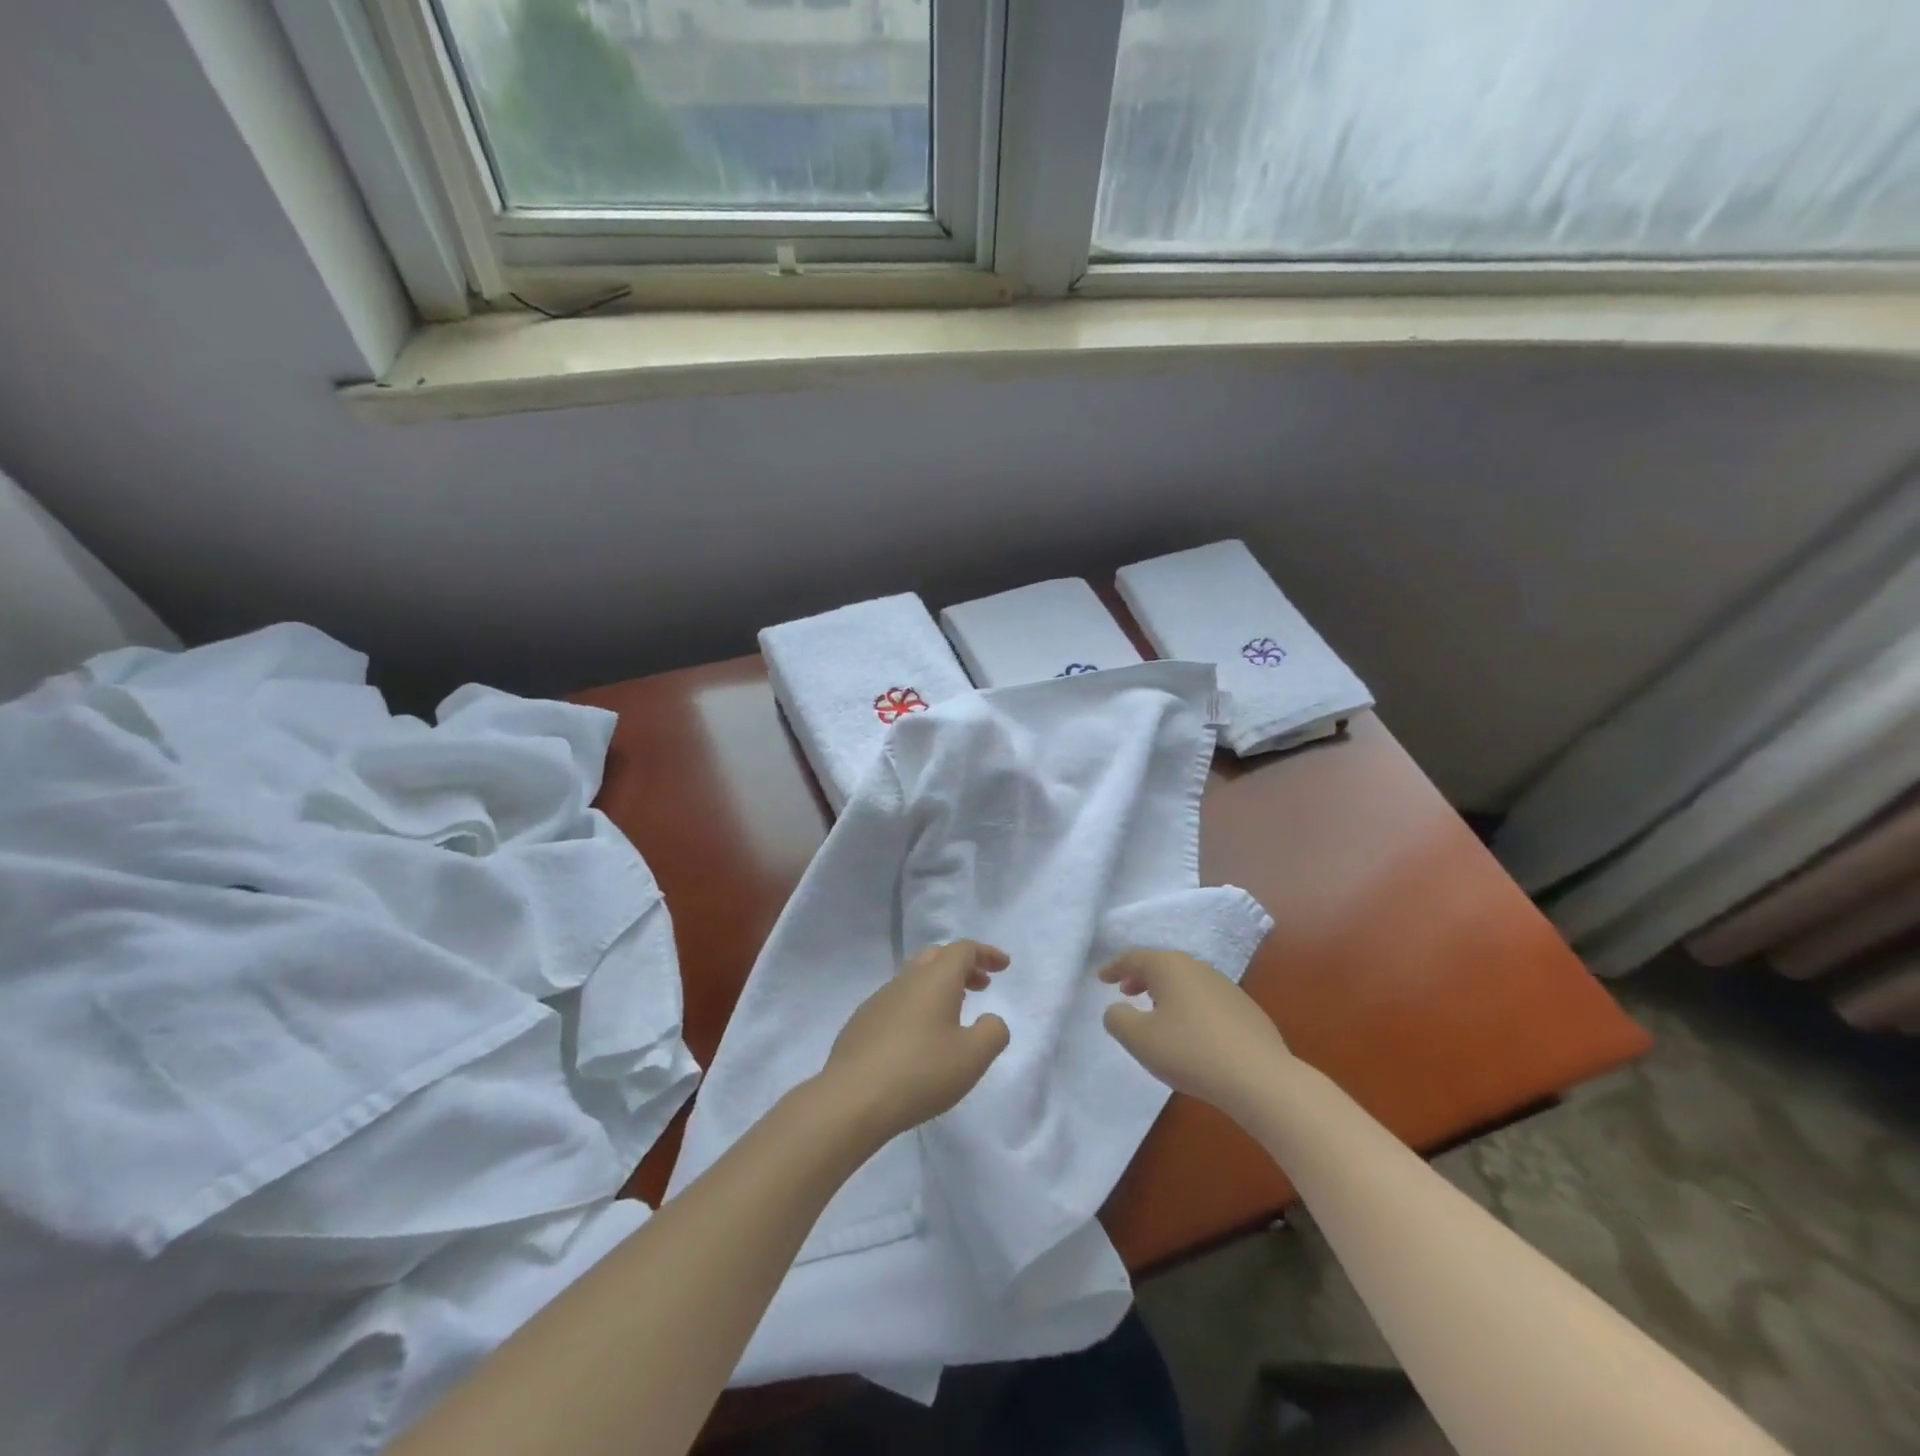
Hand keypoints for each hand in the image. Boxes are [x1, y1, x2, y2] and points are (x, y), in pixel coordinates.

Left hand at [816, 941, 1010, 1143]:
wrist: (852, 1099)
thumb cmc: (920, 1072)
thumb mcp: (972, 1057)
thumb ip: (993, 1032)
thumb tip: (991, 1020)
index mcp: (935, 979)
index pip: (963, 950)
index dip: (986, 954)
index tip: (1003, 966)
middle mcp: (906, 980)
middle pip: (937, 956)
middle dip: (963, 966)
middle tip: (982, 985)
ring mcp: (879, 1000)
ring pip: (914, 978)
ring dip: (939, 986)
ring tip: (955, 1010)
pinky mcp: (861, 1022)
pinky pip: (897, 1001)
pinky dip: (918, 1006)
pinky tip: (919, 1037)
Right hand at [1100, 949, 1291, 1120]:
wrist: (1259, 1078)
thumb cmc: (1190, 1052)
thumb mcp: (1139, 1039)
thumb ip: (1117, 1019)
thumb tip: (1117, 1009)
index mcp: (1170, 967)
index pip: (1135, 958)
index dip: (1115, 966)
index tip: (1101, 978)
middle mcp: (1198, 968)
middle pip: (1163, 965)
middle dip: (1141, 976)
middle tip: (1126, 991)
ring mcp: (1226, 987)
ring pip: (1186, 981)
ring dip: (1166, 992)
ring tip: (1156, 1012)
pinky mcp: (1246, 1010)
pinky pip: (1206, 999)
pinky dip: (1188, 1006)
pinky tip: (1191, 1032)